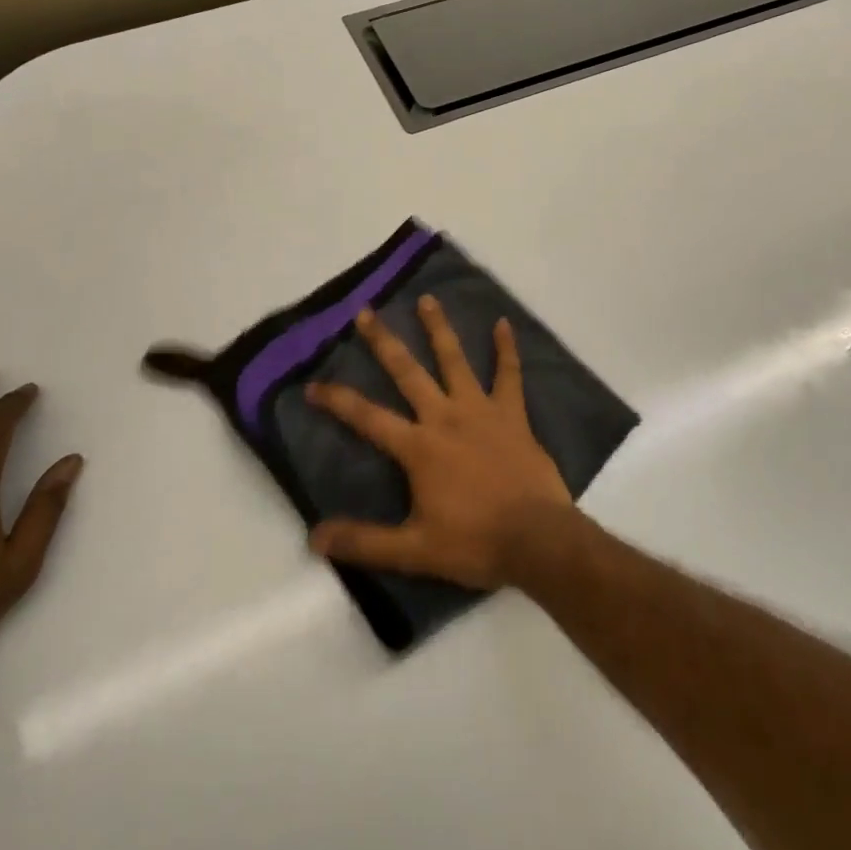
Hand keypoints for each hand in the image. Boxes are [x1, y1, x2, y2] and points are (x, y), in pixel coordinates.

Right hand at [305, 298, 577, 589]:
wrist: (537, 539)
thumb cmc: (474, 542)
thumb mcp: (413, 550)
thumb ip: (364, 542)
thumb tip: (315, 538)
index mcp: (418, 447)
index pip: (367, 417)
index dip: (337, 400)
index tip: (312, 385)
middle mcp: (444, 417)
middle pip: (407, 372)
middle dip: (383, 342)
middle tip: (366, 312)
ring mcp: (481, 410)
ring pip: (455, 360)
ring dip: (439, 329)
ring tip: (427, 299)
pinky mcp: (512, 414)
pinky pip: (509, 375)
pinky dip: (506, 349)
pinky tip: (504, 324)